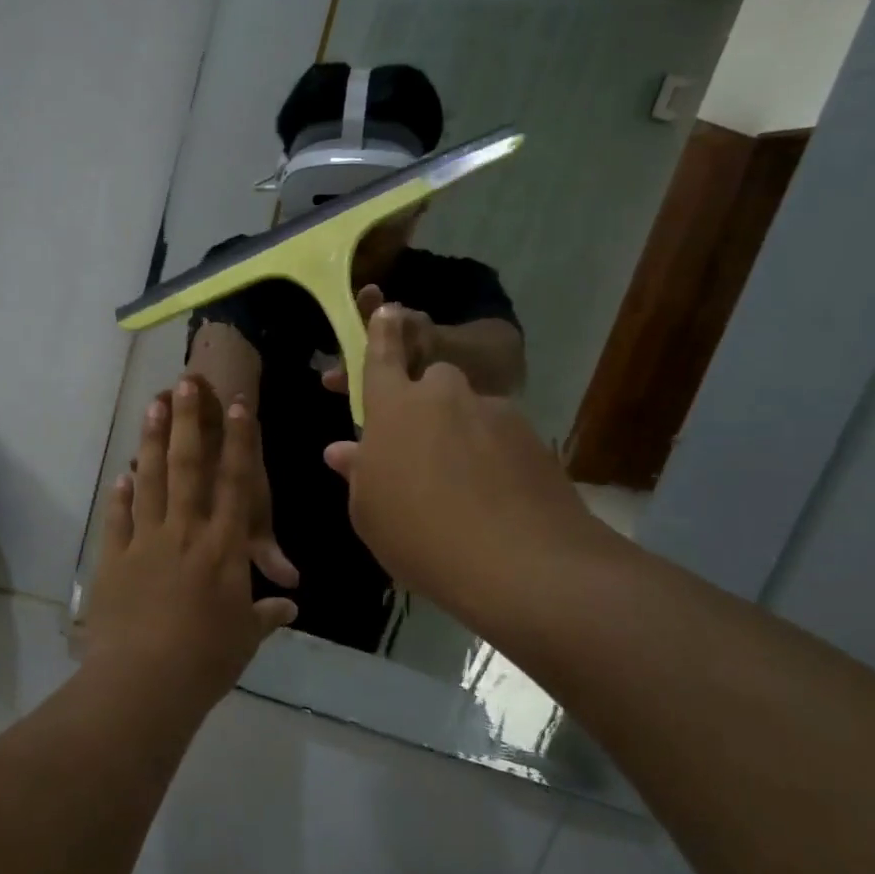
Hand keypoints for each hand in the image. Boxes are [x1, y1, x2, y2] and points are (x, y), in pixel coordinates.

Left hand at [85, 377, 298, 705]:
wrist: (142, 684)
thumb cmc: (206, 660)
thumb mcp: (245, 637)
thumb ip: (265, 613)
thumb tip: (289, 605)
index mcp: (223, 548)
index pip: (236, 484)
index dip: (239, 443)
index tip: (237, 406)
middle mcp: (185, 532)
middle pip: (188, 467)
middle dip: (188, 421)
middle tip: (184, 383)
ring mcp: (145, 542)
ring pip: (150, 481)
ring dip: (152, 441)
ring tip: (152, 406)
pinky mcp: (113, 559)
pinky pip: (118, 517)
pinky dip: (120, 494)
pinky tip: (121, 474)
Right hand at [323, 306, 616, 639]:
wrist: (521, 564)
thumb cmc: (419, 537)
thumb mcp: (369, 512)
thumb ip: (358, 472)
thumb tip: (342, 450)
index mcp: (394, 407)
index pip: (383, 356)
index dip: (382, 333)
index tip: (387, 309)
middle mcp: (444, 396)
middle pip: (434, 381)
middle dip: (428, 401)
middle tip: (425, 447)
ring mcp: (494, 412)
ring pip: (471, 410)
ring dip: (464, 433)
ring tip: (466, 485)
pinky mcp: (532, 437)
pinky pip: (502, 436)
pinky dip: (495, 456)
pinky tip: (496, 497)